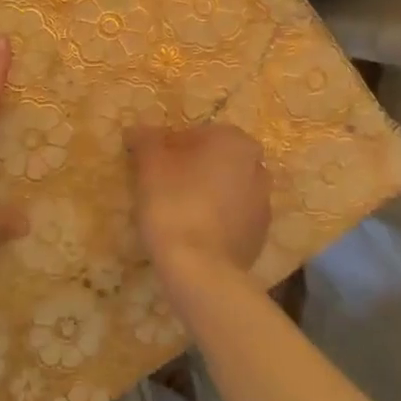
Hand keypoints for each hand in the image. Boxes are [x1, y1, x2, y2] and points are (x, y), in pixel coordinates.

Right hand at [125, 124, 270, 286]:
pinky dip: (215, 220)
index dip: (170, 147)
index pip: (196, 134)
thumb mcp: (150, 165)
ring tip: (176, 214)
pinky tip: (193, 234)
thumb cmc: (174, 204)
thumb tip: (138, 130)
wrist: (201, 269)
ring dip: (205, 194)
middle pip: (215, 161)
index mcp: (234, 141)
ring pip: (226, 189)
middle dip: (191, 169)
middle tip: (161, 187)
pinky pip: (232, 218)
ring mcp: (263, 203)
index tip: (151, 166)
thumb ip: (145, 140)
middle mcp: (257, 166)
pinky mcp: (260, 236)